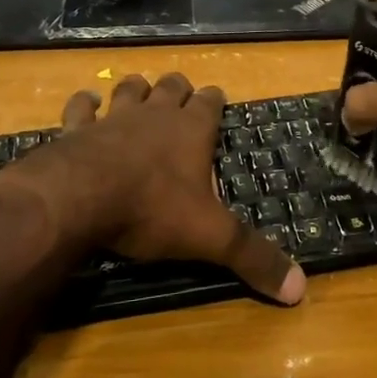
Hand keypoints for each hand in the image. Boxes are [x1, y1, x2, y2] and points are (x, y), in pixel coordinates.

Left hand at [0, 73, 305, 304]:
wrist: (80, 198)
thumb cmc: (152, 210)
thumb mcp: (210, 237)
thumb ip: (252, 258)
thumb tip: (300, 289)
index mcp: (191, 132)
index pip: (209, 103)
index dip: (214, 99)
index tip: (217, 98)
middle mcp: (155, 116)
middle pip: (171, 88)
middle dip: (178, 89)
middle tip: (181, 95)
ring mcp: (113, 118)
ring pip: (129, 90)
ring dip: (136, 90)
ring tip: (140, 92)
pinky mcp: (76, 130)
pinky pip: (80, 108)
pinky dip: (83, 103)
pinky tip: (85, 100)